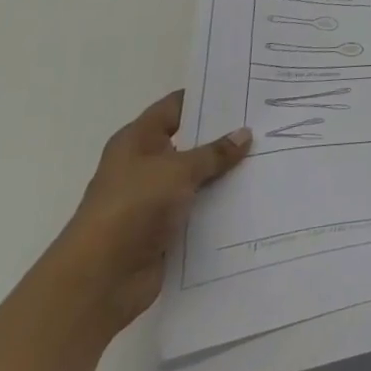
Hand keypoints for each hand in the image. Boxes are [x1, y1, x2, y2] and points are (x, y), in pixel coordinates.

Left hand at [42, 91, 250, 337]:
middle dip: (225, 135)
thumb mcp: (177, 170)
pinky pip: (201, 207)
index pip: (176, 107)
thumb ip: (214, 152)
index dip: (207, 97)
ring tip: (272, 154)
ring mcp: (155, 198)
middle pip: (191, 141)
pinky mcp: (166, 228)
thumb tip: (244, 133)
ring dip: (227, 171)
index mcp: (137, 141)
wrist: (99, 280)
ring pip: (199, 176)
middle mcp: (145, 165)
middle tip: (268, 122)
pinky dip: (222, 202)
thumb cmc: (132, 208)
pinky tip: (255, 193)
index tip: (245, 90)